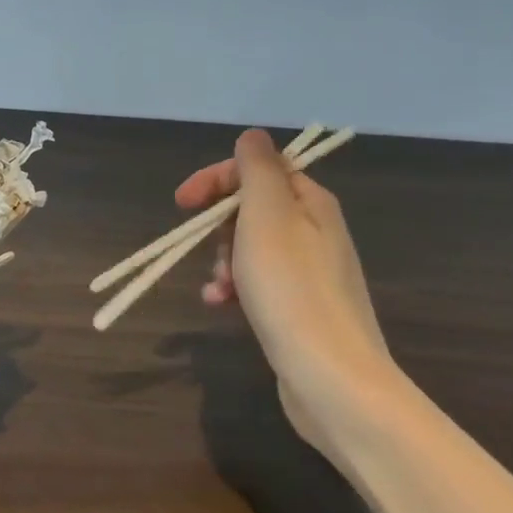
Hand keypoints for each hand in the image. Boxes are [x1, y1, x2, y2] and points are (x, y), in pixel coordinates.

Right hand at [176, 130, 405, 457]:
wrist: (330, 376)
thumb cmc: (290, 288)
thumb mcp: (267, 214)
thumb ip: (258, 169)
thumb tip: (253, 137)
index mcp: (311, 202)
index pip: (259, 168)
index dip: (217, 178)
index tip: (181, 203)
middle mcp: (316, 230)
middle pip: (253, 208)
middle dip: (219, 225)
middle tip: (207, 249)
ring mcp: (310, 272)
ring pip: (251, 247)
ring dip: (223, 260)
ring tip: (218, 286)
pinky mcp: (301, 307)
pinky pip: (259, 282)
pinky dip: (235, 288)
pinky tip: (220, 305)